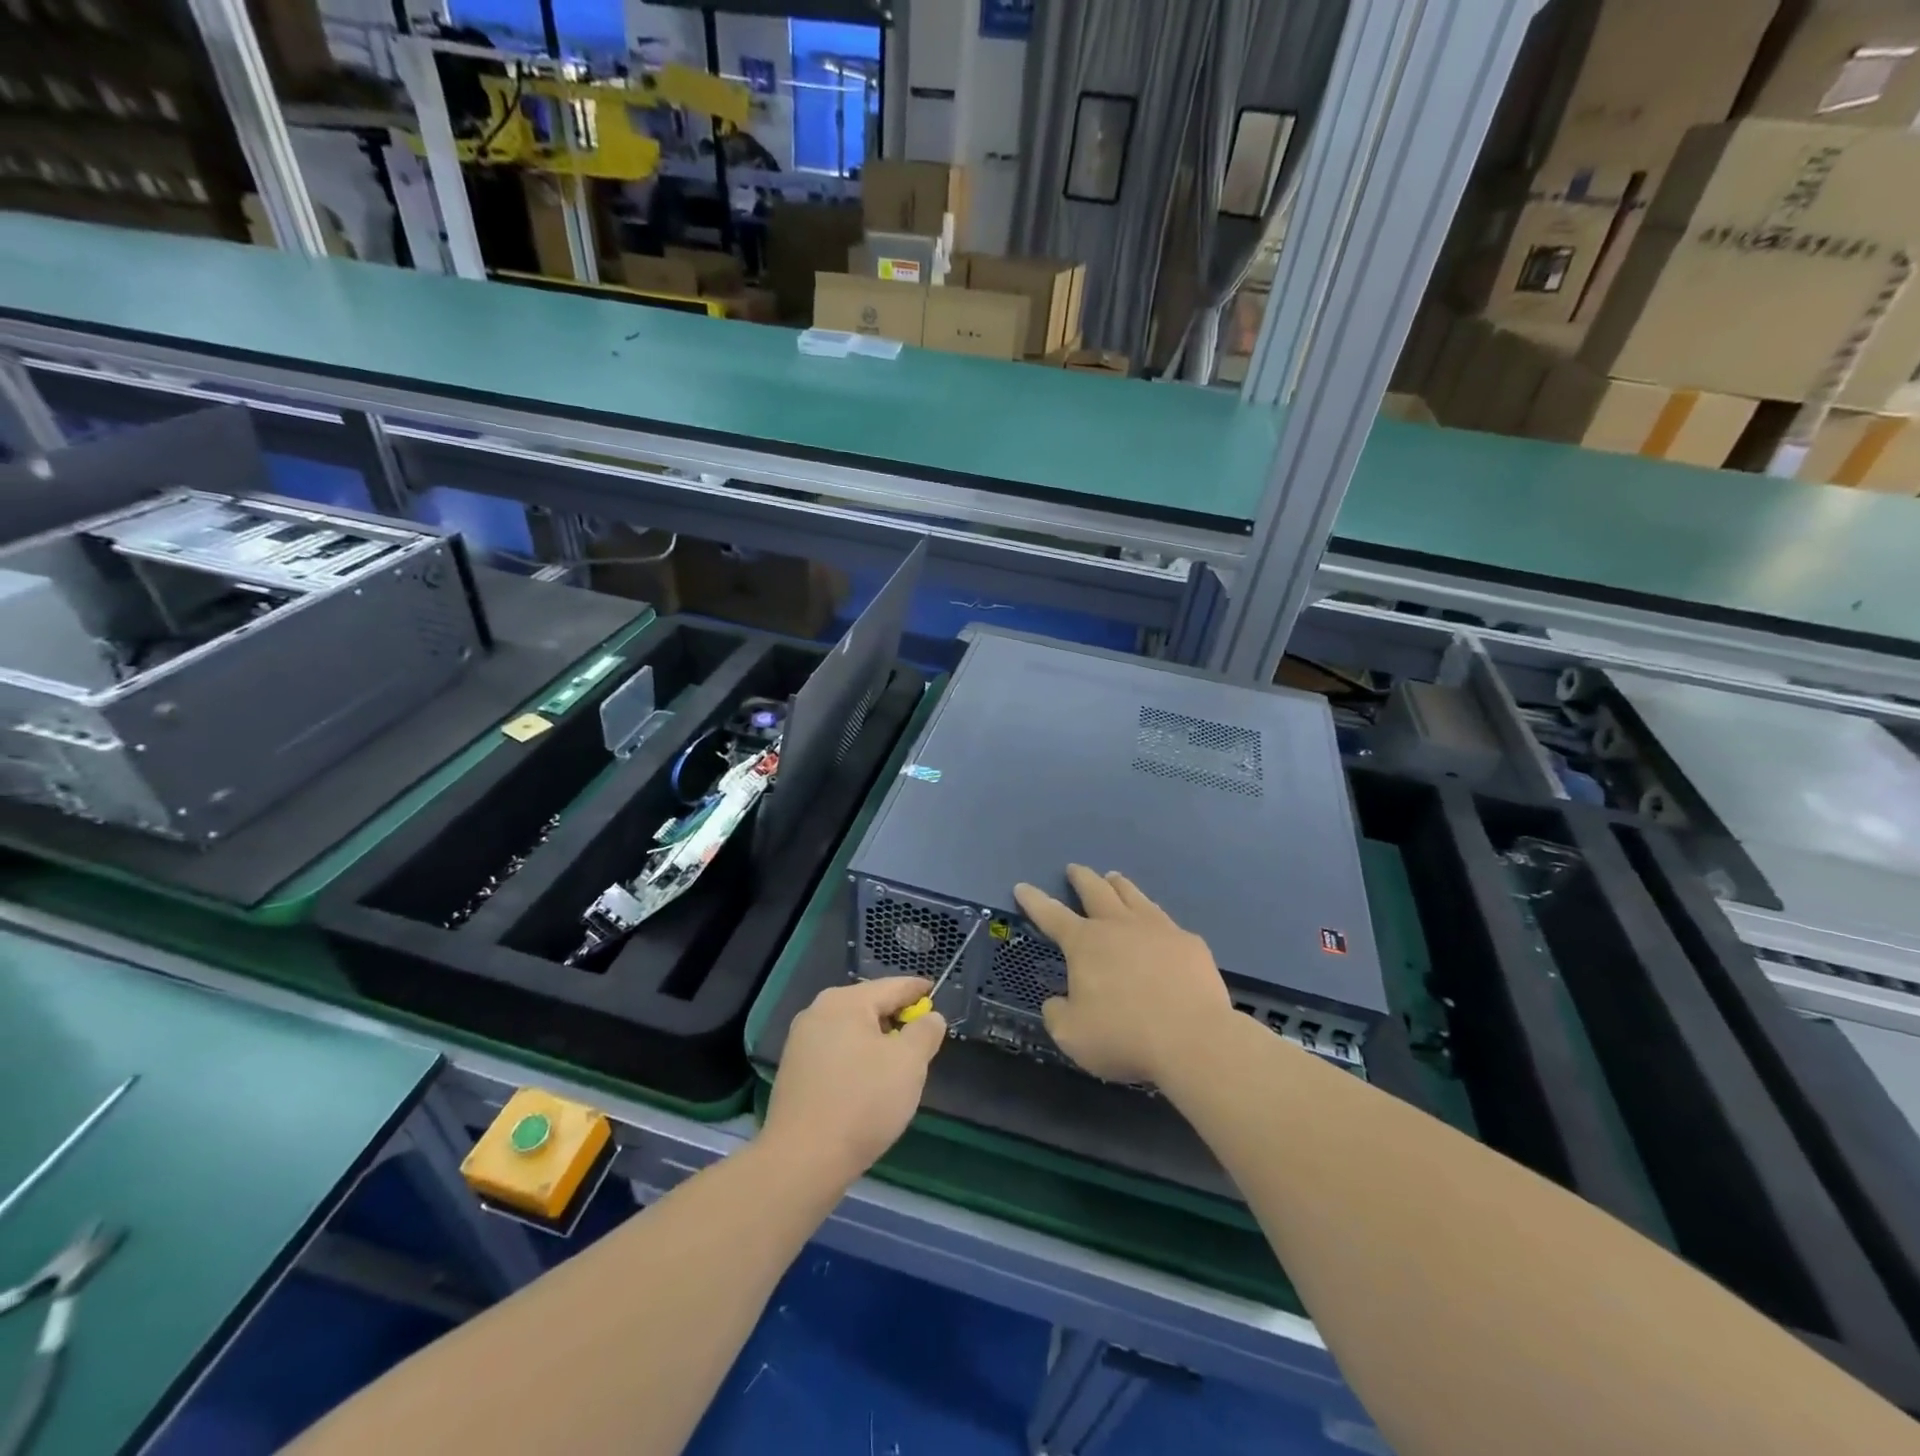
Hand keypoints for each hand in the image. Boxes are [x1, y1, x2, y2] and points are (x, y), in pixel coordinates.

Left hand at [760, 977, 946, 1186]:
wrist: (802, 1161)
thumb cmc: (863, 1103)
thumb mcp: (909, 1063)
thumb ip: (926, 1031)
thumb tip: (930, 1017)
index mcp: (845, 1001)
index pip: (893, 986)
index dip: (919, 990)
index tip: (936, 994)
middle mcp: (817, 1011)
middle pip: (870, 1006)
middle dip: (897, 1019)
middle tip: (922, 1040)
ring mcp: (801, 1041)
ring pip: (852, 1031)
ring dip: (877, 1042)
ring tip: (898, 1067)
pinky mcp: (794, 1071)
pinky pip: (836, 1052)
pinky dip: (857, 1059)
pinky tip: (867, 1085)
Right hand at [1015, 865, 1232, 1084]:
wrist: (1193, 1039)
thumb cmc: (1124, 1036)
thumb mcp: (1072, 1035)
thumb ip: (1057, 1013)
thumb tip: (1058, 1001)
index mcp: (1085, 942)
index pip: (1051, 915)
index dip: (1034, 901)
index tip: (1022, 886)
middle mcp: (1119, 925)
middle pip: (1095, 891)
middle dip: (1081, 878)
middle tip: (1074, 869)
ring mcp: (1158, 929)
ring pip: (1133, 896)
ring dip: (1119, 885)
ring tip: (1113, 877)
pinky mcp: (1189, 943)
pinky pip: (1166, 922)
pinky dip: (1155, 918)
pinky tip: (1159, 925)